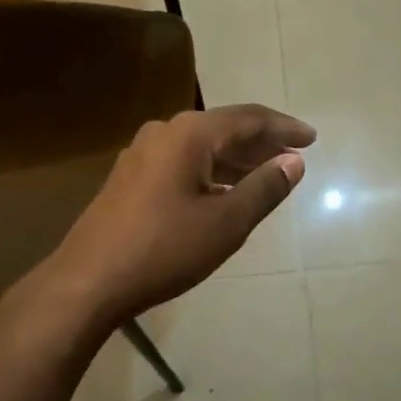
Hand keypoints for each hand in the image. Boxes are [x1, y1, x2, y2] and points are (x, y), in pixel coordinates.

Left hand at [43, 105, 314, 328]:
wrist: (87, 282)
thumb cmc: (164, 249)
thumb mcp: (226, 222)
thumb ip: (264, 188)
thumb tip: (294, 161)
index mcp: (189, 134)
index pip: (248, 118)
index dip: (284, 128)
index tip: (312, 139)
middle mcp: (164, 132)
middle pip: (224, 128)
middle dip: (261, 143)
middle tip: (294, 156)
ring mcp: (142, 154)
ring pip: (201, 147)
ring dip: (236, 159)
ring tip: (267, 174)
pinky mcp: (130, 178)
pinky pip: (182, 162)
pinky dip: (211, 171)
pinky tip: (224, 192)